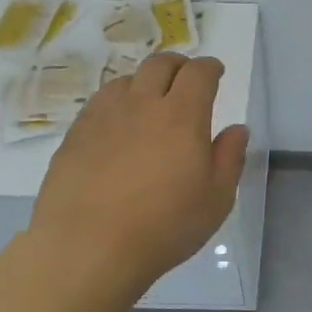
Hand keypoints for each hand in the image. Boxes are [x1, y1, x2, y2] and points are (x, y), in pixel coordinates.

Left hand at [29, 53, 248, 290]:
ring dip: (144, 82)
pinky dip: (116, 102)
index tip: (216, 73)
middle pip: (159, 65)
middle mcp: (142, 105)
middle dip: (178, 65)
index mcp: (182, 116)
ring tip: (149, 101)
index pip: (199, 73)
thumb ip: (230, 158)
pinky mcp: (75, 134)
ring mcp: (104, 117)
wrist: (88, 247)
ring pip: (126, 80)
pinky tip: (117, 125)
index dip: (210, 68)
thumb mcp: (216, 199)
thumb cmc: (164, 226)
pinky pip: (99, 102)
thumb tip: (236, 129)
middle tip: (185, 79)